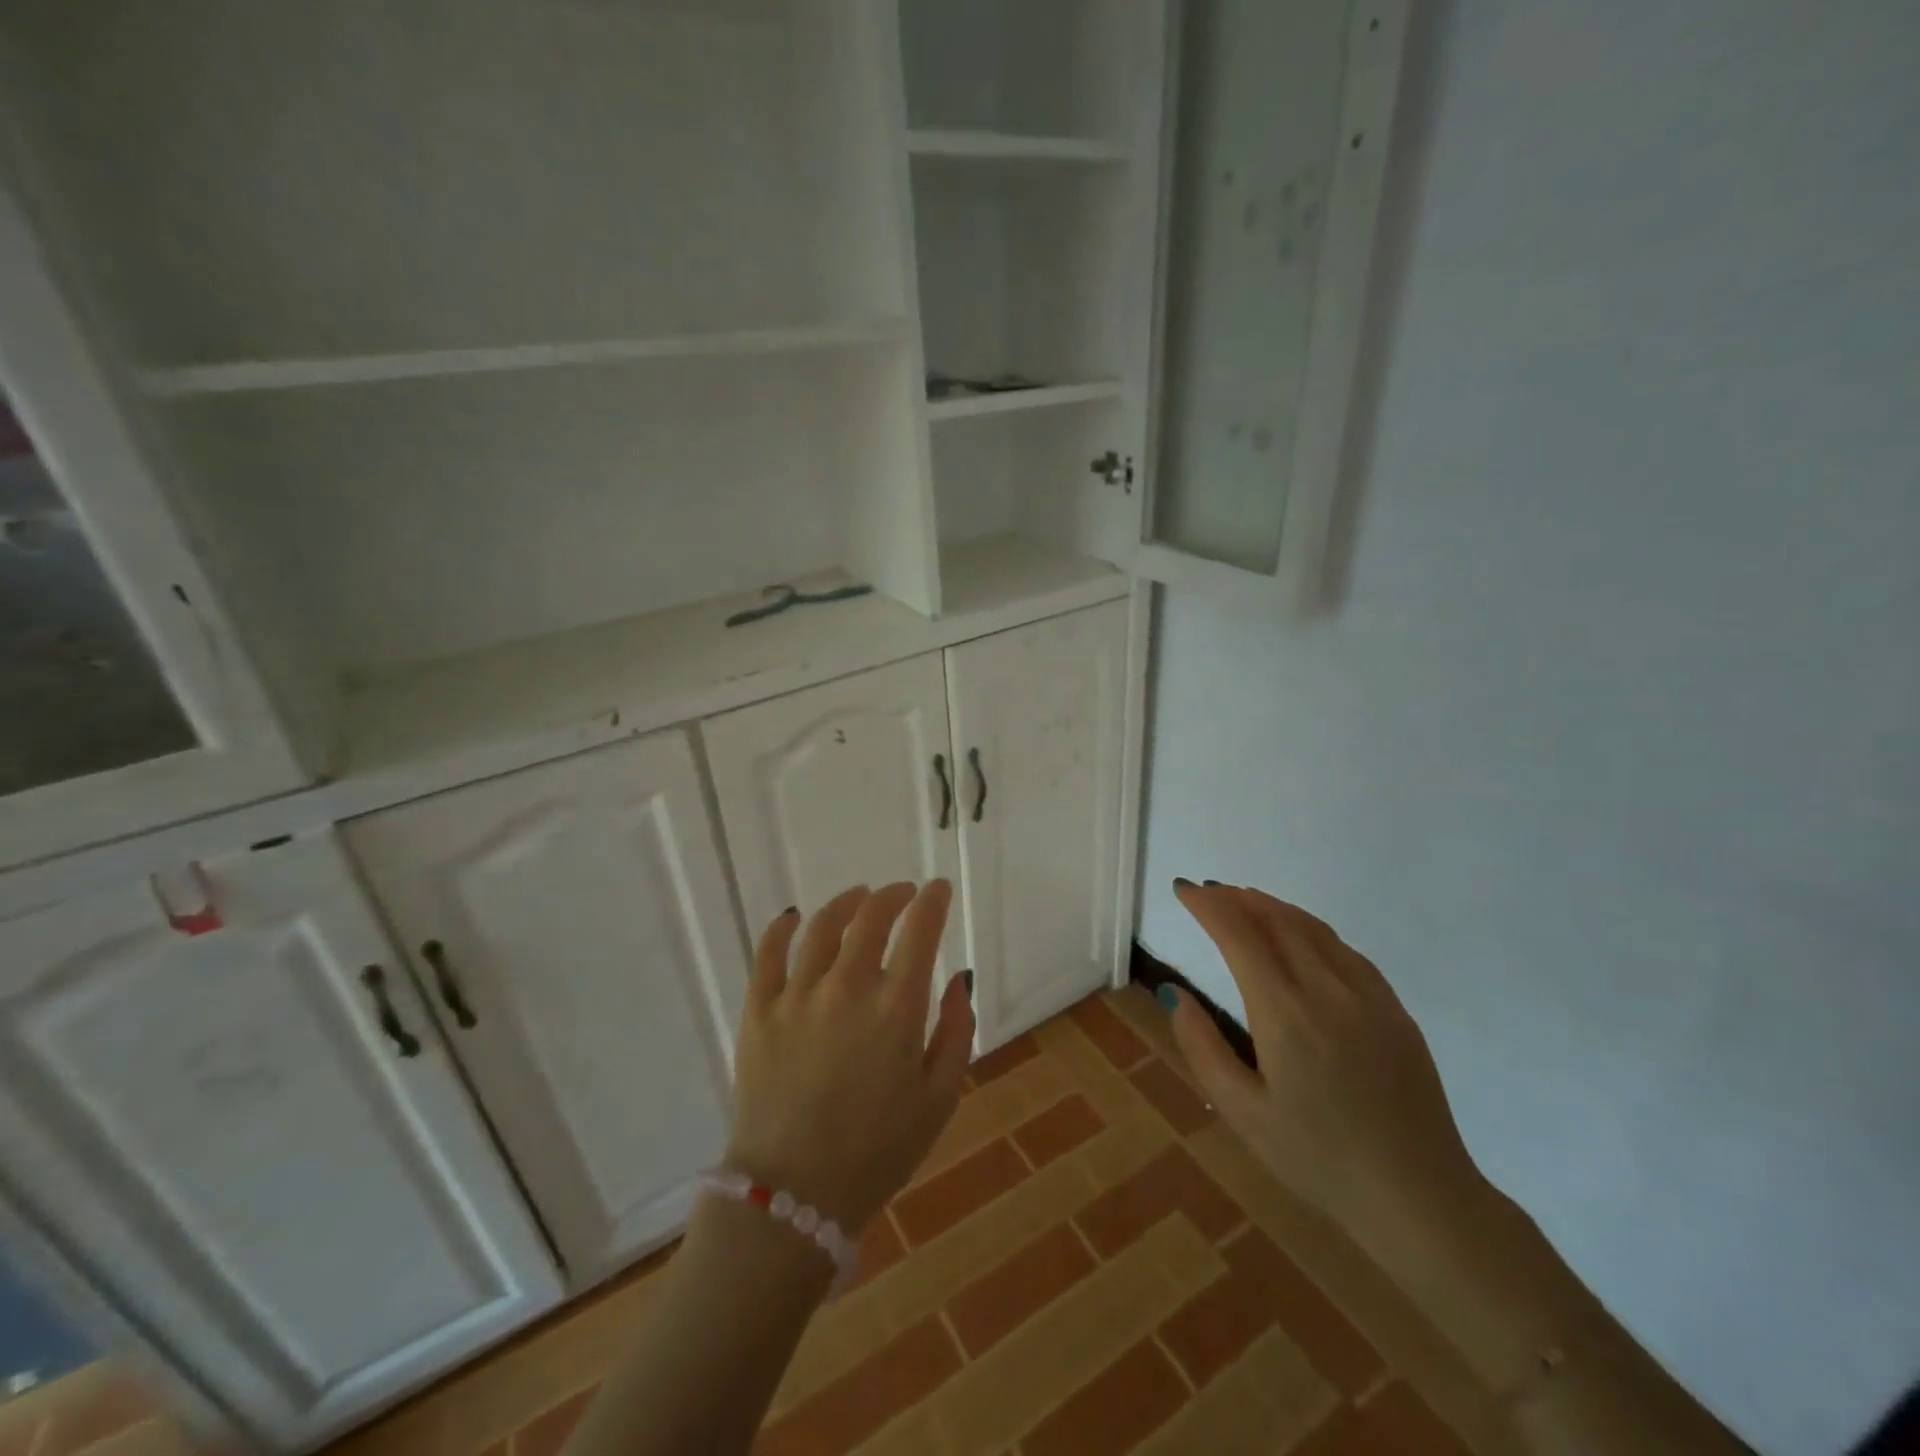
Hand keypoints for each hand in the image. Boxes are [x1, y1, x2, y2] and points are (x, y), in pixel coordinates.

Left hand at [724, 882, 974, 1234]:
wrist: (794, 1197)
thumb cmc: (878, 1152)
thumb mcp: (940, 1098)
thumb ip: (957, 1030)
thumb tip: (960, 977)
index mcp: (896, 1009)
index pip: (919, 931)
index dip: (932, 901)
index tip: (939, 888)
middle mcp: (846, 988)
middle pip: (871, 917)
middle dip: (894, 895)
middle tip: (903, 893)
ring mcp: (797, 996)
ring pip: (823, 926)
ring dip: (847, 903)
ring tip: (859, 897)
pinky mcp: (758, 1011)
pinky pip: (768, 953)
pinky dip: (783, 927)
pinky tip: (794, 917)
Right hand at [1164, 880, 1482, 1242]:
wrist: (1420, 1198)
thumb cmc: (1318, 1159)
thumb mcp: (1242, 1112)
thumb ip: (1202, 1047)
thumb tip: (1176, 993)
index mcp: (1285, 1013)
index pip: (1239, 935)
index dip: (1208, 906)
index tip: (1183, 890)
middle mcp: (1327, 991)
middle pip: (1277, 920)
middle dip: (1237, 898)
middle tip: (1208, 893)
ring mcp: (1368, 997)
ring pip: (1313, 929)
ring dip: (1273, 907)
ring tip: (1245, 901)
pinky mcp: (1394, 1011)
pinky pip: (1345, 951)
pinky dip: (1311, 930)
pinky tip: (1300, 938)